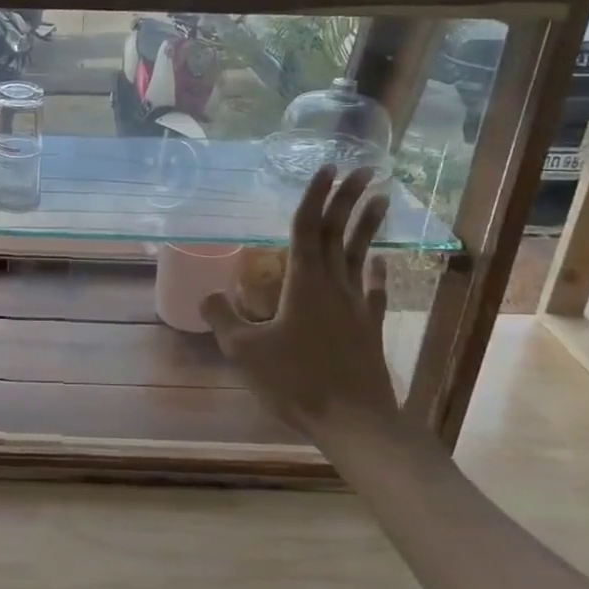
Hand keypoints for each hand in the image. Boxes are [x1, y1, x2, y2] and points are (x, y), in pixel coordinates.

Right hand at [201, 166, 400, 446]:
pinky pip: (374, 290)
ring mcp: (356, 306)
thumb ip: (223, 318)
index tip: (327, 167)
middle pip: (339, 233)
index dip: (316, 196)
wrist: (354, 422)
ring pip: (361, 255)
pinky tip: (381, 262)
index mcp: (304, 283)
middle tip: (360, 169)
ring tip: (381, 198)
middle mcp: (334, 285)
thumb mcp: (244, 351)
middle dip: (348, 198)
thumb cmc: (296, 382)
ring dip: (368, 225)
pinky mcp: (368, 327)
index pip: (308, 228)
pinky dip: (378, 272)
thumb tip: (206, 293)